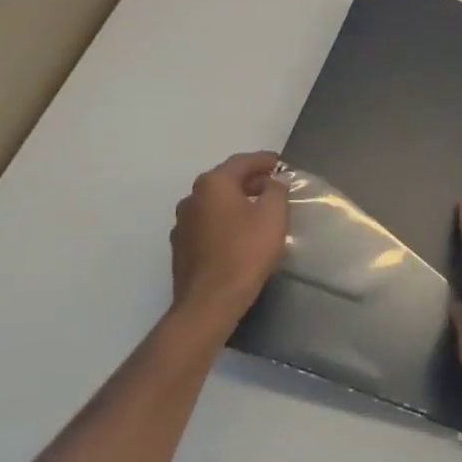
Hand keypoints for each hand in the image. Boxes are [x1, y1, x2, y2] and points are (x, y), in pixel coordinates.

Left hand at [170, 151, 288, 326]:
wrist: (210, 301)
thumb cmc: (246, 252)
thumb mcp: (273, 215)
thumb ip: (276, 190)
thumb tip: (273, 181)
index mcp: (213, 184)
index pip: (242, 162)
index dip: (264, 160)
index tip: (281, 163)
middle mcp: (192, 198)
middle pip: (225, 181)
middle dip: (251, 181)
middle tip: (274, 187)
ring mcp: (182, 223)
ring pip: (214, 203)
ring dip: (236, 202)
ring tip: (258, 210)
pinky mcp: (181, 247)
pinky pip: (207, 224)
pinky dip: (224, 221)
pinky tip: (238, 235)